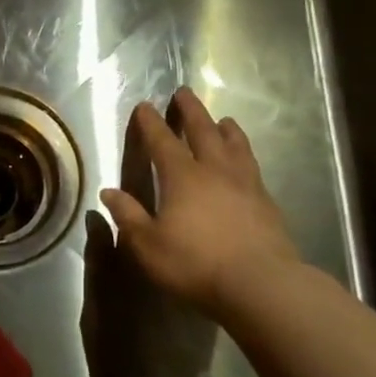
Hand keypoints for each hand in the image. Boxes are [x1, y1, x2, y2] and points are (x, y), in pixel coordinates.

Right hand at [100, 87, 300, 316]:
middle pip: (203, 131)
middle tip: (184, 92)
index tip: (145, 105)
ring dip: (226, 129)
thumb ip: (128, 216)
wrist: (261, 284)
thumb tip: (109, 192)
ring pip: (235, 146)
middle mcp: (214, 171)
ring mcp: (245, 185)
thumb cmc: (195, 263)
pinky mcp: (266, 203)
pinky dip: (245, 155)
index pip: (162, 141)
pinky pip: (253, 167)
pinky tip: (246, 162)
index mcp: (182, 177)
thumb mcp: (148, 244)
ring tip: (223, 120)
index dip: (151, 123)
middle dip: (191, 111)